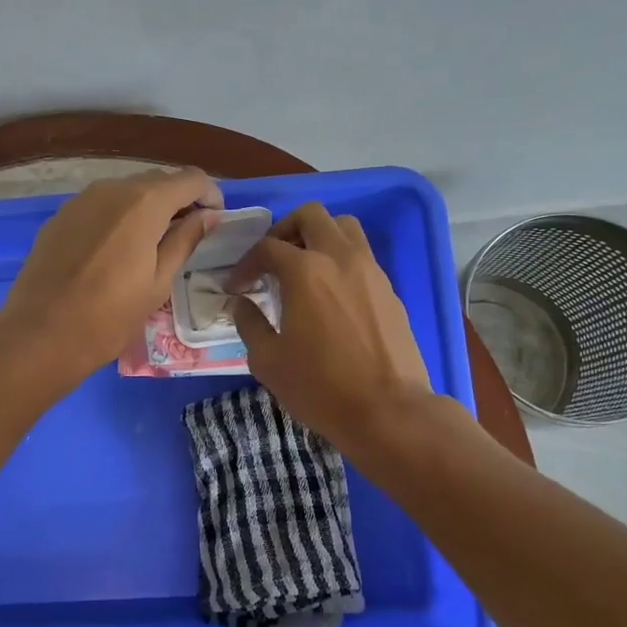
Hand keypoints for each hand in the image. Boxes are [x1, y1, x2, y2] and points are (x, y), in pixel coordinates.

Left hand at [0, 168, 222, 386]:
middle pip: (157, 181)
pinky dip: (118, 218)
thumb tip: (208, 215)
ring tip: (152, 244)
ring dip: (147, 208)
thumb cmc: (109, 316)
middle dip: (178, 201)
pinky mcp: (60, 216)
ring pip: (126, 192)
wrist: (40, 334)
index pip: (191, 178)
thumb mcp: (158, 282)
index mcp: (144, 203)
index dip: (209, 195)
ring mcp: (81, 200)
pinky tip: (116, 250)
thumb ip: (186, 240)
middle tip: (187, 235)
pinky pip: (100, 206)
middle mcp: (112, 189)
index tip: (215, 220)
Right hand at [228, 203, 434, 449]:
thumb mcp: (268, 360)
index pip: (267, 247)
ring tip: (303, 267)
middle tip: (272, 260)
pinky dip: (341, 260)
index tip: (236, 287)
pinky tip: (330, 294)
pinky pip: (362, 256)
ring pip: (344, 227)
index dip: (245, 264)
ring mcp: (370, 270)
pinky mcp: (389, 289)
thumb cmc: (320, 387)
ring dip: (319, 236)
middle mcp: (340, 258)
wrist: (388, 410)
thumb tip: (242, 303)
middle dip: (285, 231)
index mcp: (305, 270)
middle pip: (311, 215)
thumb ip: (249, 323)